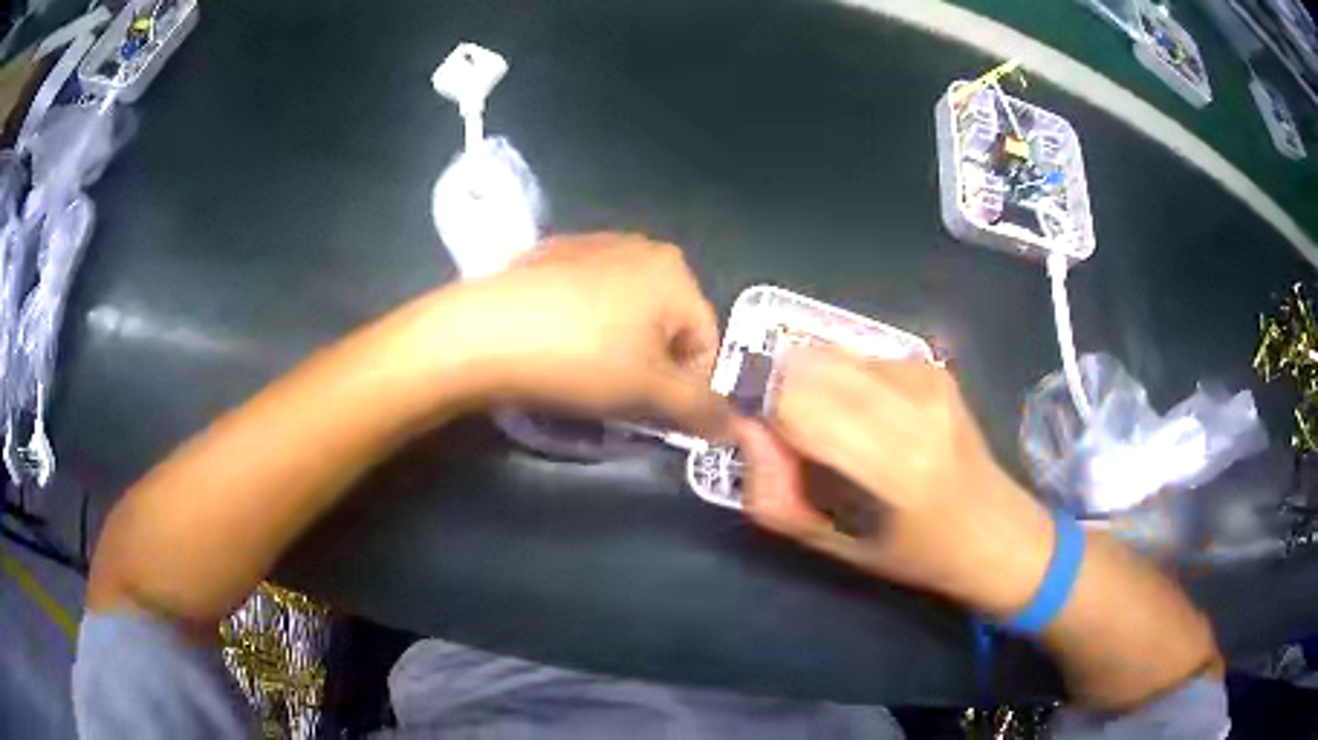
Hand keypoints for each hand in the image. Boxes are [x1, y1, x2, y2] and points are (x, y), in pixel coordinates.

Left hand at [400, 233, 728, 436]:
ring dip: (619, 349)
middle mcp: (641, 246)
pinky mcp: (552, 256)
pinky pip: (589, 301)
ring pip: (628, 314)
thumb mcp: (650, 392)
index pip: (706, 343)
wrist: (482, 333)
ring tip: (584, 373)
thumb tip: (733, 427)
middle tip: (618, 397)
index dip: (688, 388)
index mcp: (675, 270)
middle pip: (667, 326)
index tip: (655, 414)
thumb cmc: (580, 358)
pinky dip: (586, 327)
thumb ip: (702, 410)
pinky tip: (557, 345)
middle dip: (653, 367)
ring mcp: (592, 245)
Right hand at [734, 348, 1054, 616]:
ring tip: (834, 428)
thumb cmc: (910, 551)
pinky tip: (866, 417)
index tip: (761, 438)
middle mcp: (912, 405)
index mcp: (892, 465)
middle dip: (779, 392)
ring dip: (811, 384)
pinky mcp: (931, 365)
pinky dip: (842, 381)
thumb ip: (772, 493)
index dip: (760, 411)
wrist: (992, 526)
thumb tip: (745, 425)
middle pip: (804, 363)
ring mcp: (926, 376)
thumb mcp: (829, 545)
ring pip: (827, 352)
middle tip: (791, 435)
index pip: (792, 401)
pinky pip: (857, 356)